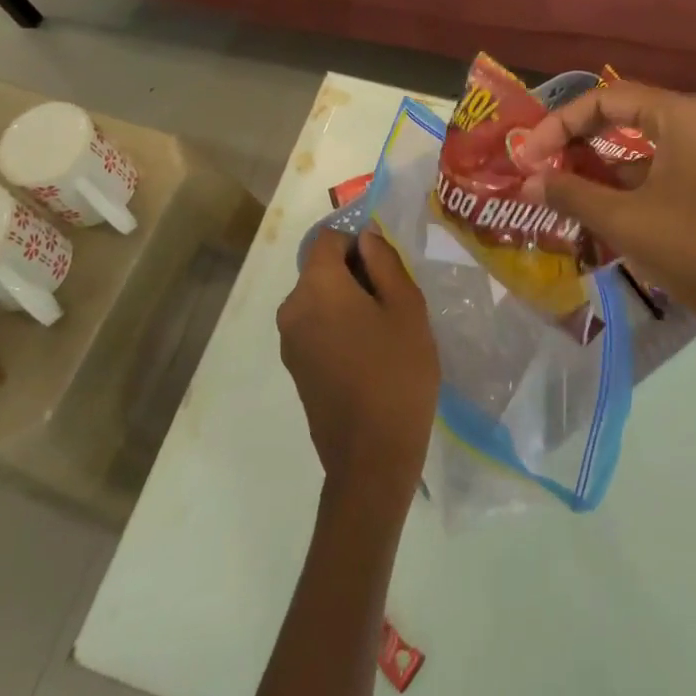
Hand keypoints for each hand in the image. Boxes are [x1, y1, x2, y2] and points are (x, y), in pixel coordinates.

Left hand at [278, 228, 439, 504]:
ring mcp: (289, 341)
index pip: (329, 238)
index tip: (388, 270)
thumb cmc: (397, 373)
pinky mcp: (295, 367)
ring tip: (384, 331)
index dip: (360, 243)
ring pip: (319, 299)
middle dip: (356, 274)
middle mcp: (292, 308)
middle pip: (322, 268)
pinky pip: (315, 326)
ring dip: (348, 301)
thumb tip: (366, 237)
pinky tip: (368, 355)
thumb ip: (385, 262)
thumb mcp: (406, 308)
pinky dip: (338, 326)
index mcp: (317, 286)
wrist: (371, 457)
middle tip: (394, 302)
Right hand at [519, 83, 695, 417]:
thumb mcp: (628, 223)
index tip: (526, 157)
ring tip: (563, 193)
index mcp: (684, 115)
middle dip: (578, 143)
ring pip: (645, 145)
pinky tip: (604, 211)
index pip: (605, 98)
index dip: (558, 124)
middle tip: (540, 169)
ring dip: (603, 167)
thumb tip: (527, 182)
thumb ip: (572, 195)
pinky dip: (632, 183)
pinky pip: (666, 167)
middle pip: (625, 116)